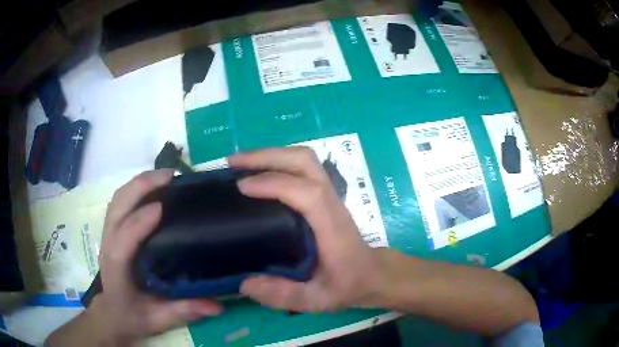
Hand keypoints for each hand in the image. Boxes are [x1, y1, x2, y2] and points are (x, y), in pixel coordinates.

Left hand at [93, 170, 221, 342]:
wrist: (112, 312)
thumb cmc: (132, 316)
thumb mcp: (158, 320)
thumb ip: (183, 311)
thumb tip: (216, 306)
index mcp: (116, 269)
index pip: (122, 241)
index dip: (138, 223)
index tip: (162, 207)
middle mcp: (108, 245)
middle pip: (116, 207)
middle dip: (139, 187)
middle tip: (170, 177)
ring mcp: (108, 234)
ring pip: (117, 199)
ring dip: (138, 182)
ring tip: (164, 176)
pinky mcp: (112, 229)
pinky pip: (120, 201)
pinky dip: (135, 188)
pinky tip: (152, 187)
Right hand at [230, 147, 385, 311]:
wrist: (373, 274)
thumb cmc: (349, 285)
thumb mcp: (318, 300)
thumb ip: (285, 295)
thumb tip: (245, 284)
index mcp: (332, 227)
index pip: (307, 192)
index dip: (274, 183)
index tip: (241, 187)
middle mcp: (331, 203)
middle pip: (305, 161)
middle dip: (267, 156)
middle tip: (233, 163)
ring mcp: (329, 196)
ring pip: (304, 159)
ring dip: (271, 156)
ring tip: (240, 164)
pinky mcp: (324, 196)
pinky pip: (301, 168)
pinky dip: (277, 163)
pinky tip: (258, 174)